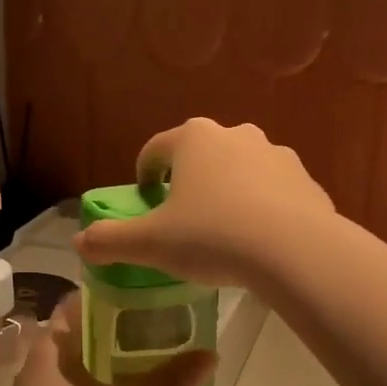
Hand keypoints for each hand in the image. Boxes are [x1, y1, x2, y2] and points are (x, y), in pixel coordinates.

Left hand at [0, 293, 216, 385]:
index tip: (144, 294)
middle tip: (159, 326)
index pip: (77, 304)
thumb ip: (165, 384)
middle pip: (81, 335)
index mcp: (49, 349)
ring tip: (152, 359)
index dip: (108, 295)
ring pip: (79, 367)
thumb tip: (211, 356)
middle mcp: (39, 366)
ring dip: (109, 363)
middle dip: (116, 331)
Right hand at [73, 119, 334, 289]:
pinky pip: (275, 193)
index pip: (156, 149)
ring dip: (229, 194)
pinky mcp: (306, 181)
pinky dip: (263, 210)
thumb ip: (110, 240)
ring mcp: (277, 155)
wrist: (294, 250)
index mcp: (194, 139)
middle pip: (202, 157)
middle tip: (184, 220)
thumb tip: (79, 242)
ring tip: (225, 234)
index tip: (145, 200)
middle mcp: (236, 135)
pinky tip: (260, 243)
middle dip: (190, 183)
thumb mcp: (151, 244)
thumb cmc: (212, 236)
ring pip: (241, 172)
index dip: (145, 174)